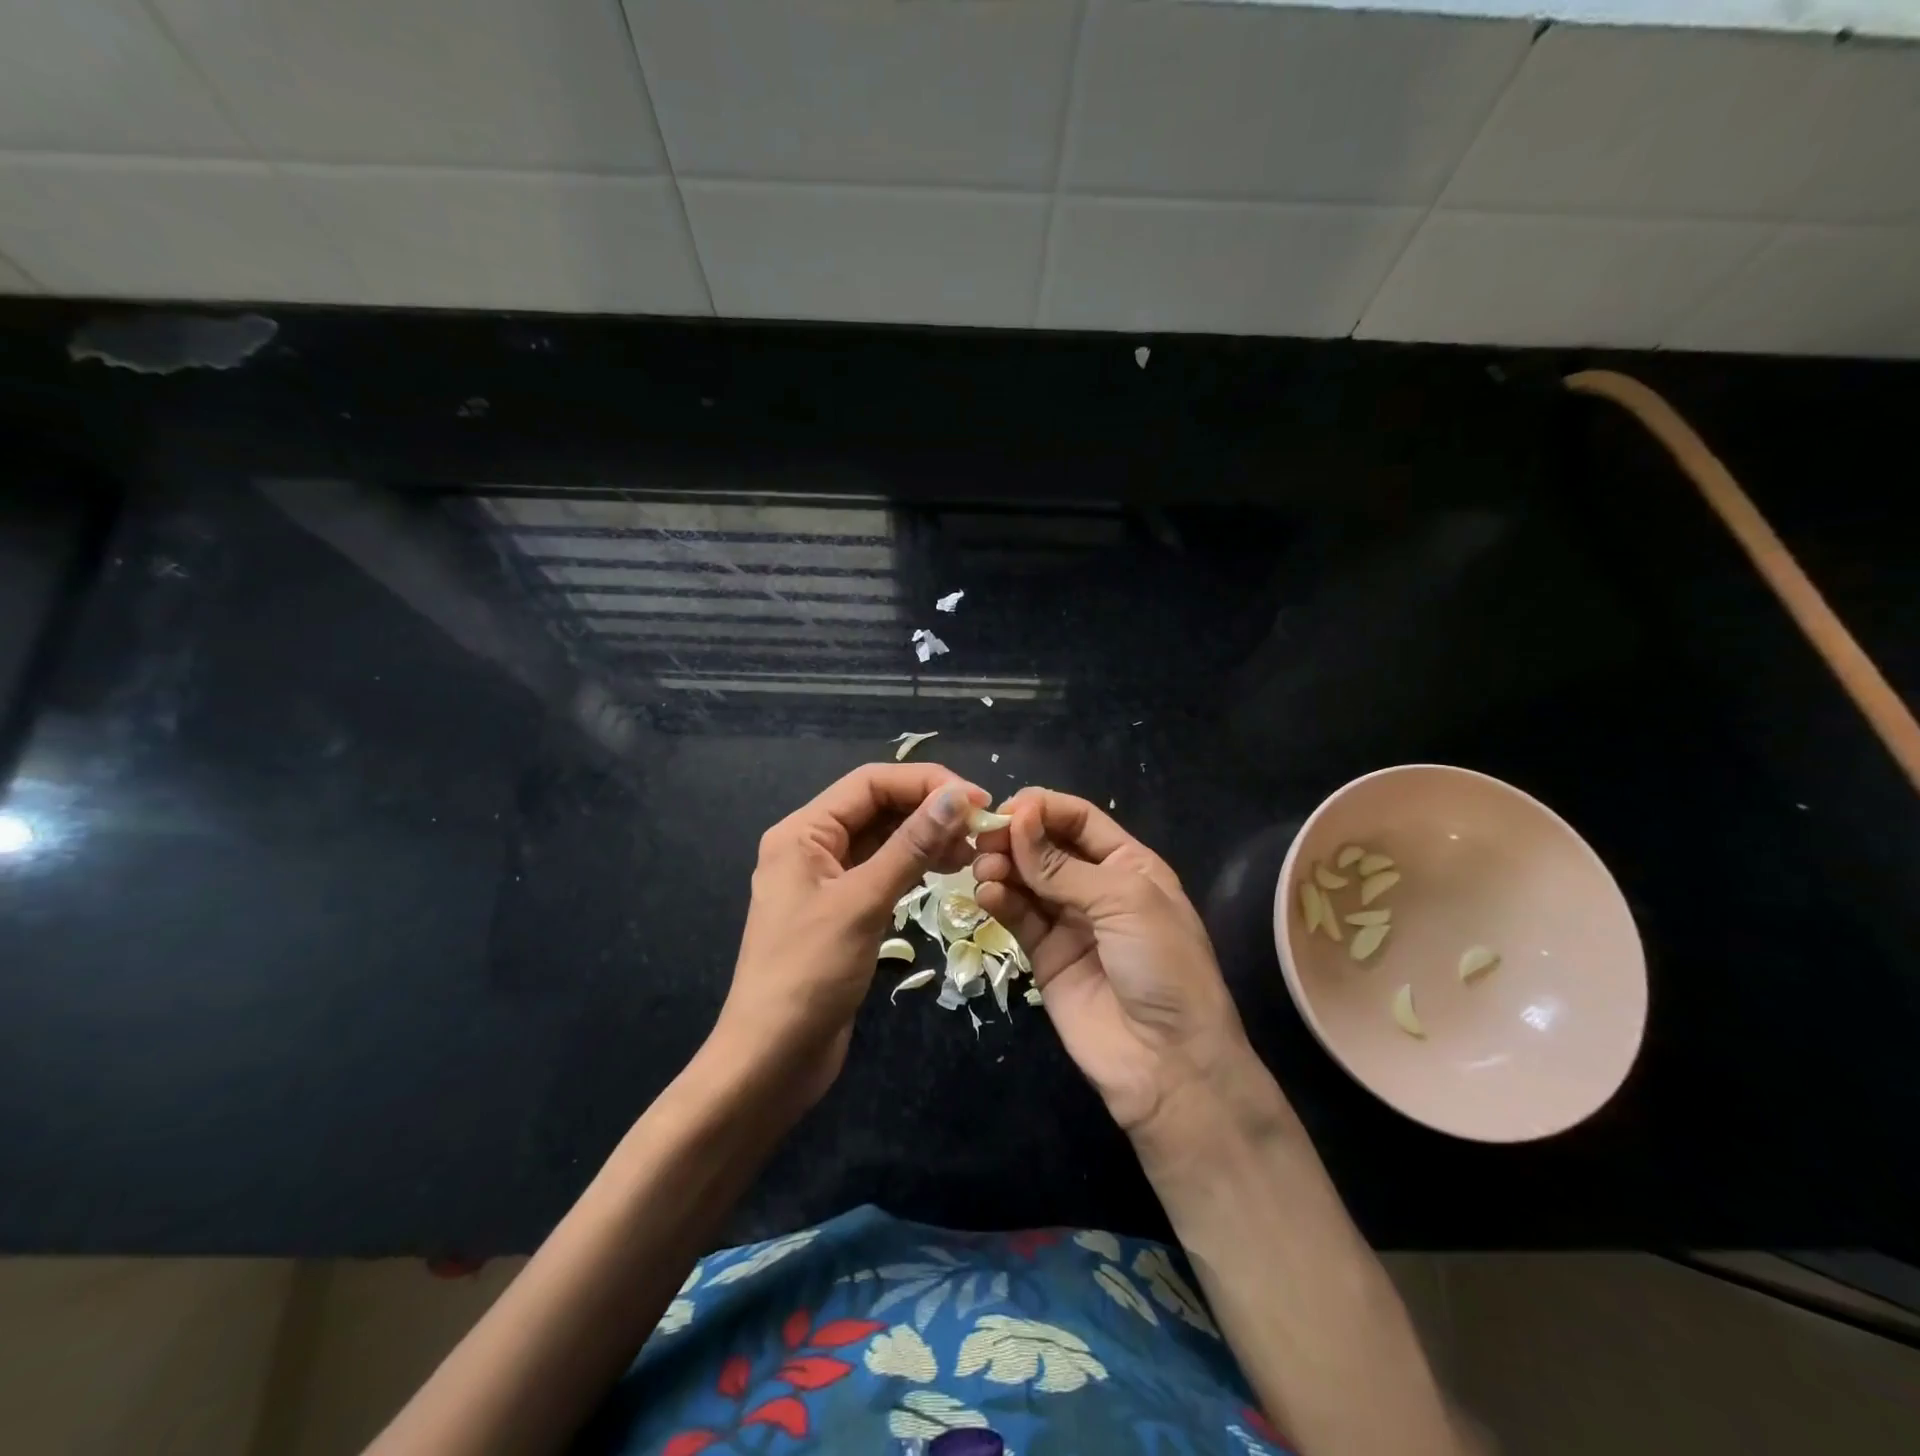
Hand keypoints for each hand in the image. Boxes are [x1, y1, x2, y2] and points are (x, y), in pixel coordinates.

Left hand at [718, 763, 987, 1108]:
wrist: (771, 1059)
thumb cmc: (810, 974)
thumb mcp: (864, 902)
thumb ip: (911, 845)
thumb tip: (958, 796)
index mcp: (803, 831)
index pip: (871, 782)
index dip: (926, 783)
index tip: (978, 800)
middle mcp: (811, 845)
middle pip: (877, 806)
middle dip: (929, 810)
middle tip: (982, 829)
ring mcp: (826, 879)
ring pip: (883, 839)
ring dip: (926, 838)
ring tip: (972, 852)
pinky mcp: (841, 910)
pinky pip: (882, 871)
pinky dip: (914, 867)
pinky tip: (946, 872)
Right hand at [972, 790, 1258, 1135]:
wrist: (1167, 1062)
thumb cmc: (1162, 966)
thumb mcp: (1123, 901)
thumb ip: (1063, 865)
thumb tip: (1018, 818)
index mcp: (1128, 865)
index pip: (1079, 820)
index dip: (1043, 809)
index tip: (1007, 809)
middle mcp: (1096, 887)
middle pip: (1046, 846)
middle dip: (1016, 837)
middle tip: (985, 840)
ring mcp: (1068, 922)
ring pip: (1026, 879)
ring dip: (1002, 866)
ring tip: (983, 868)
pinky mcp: (1044, 954)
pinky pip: (1017, 916)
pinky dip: (999, 900)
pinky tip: (987, 895)